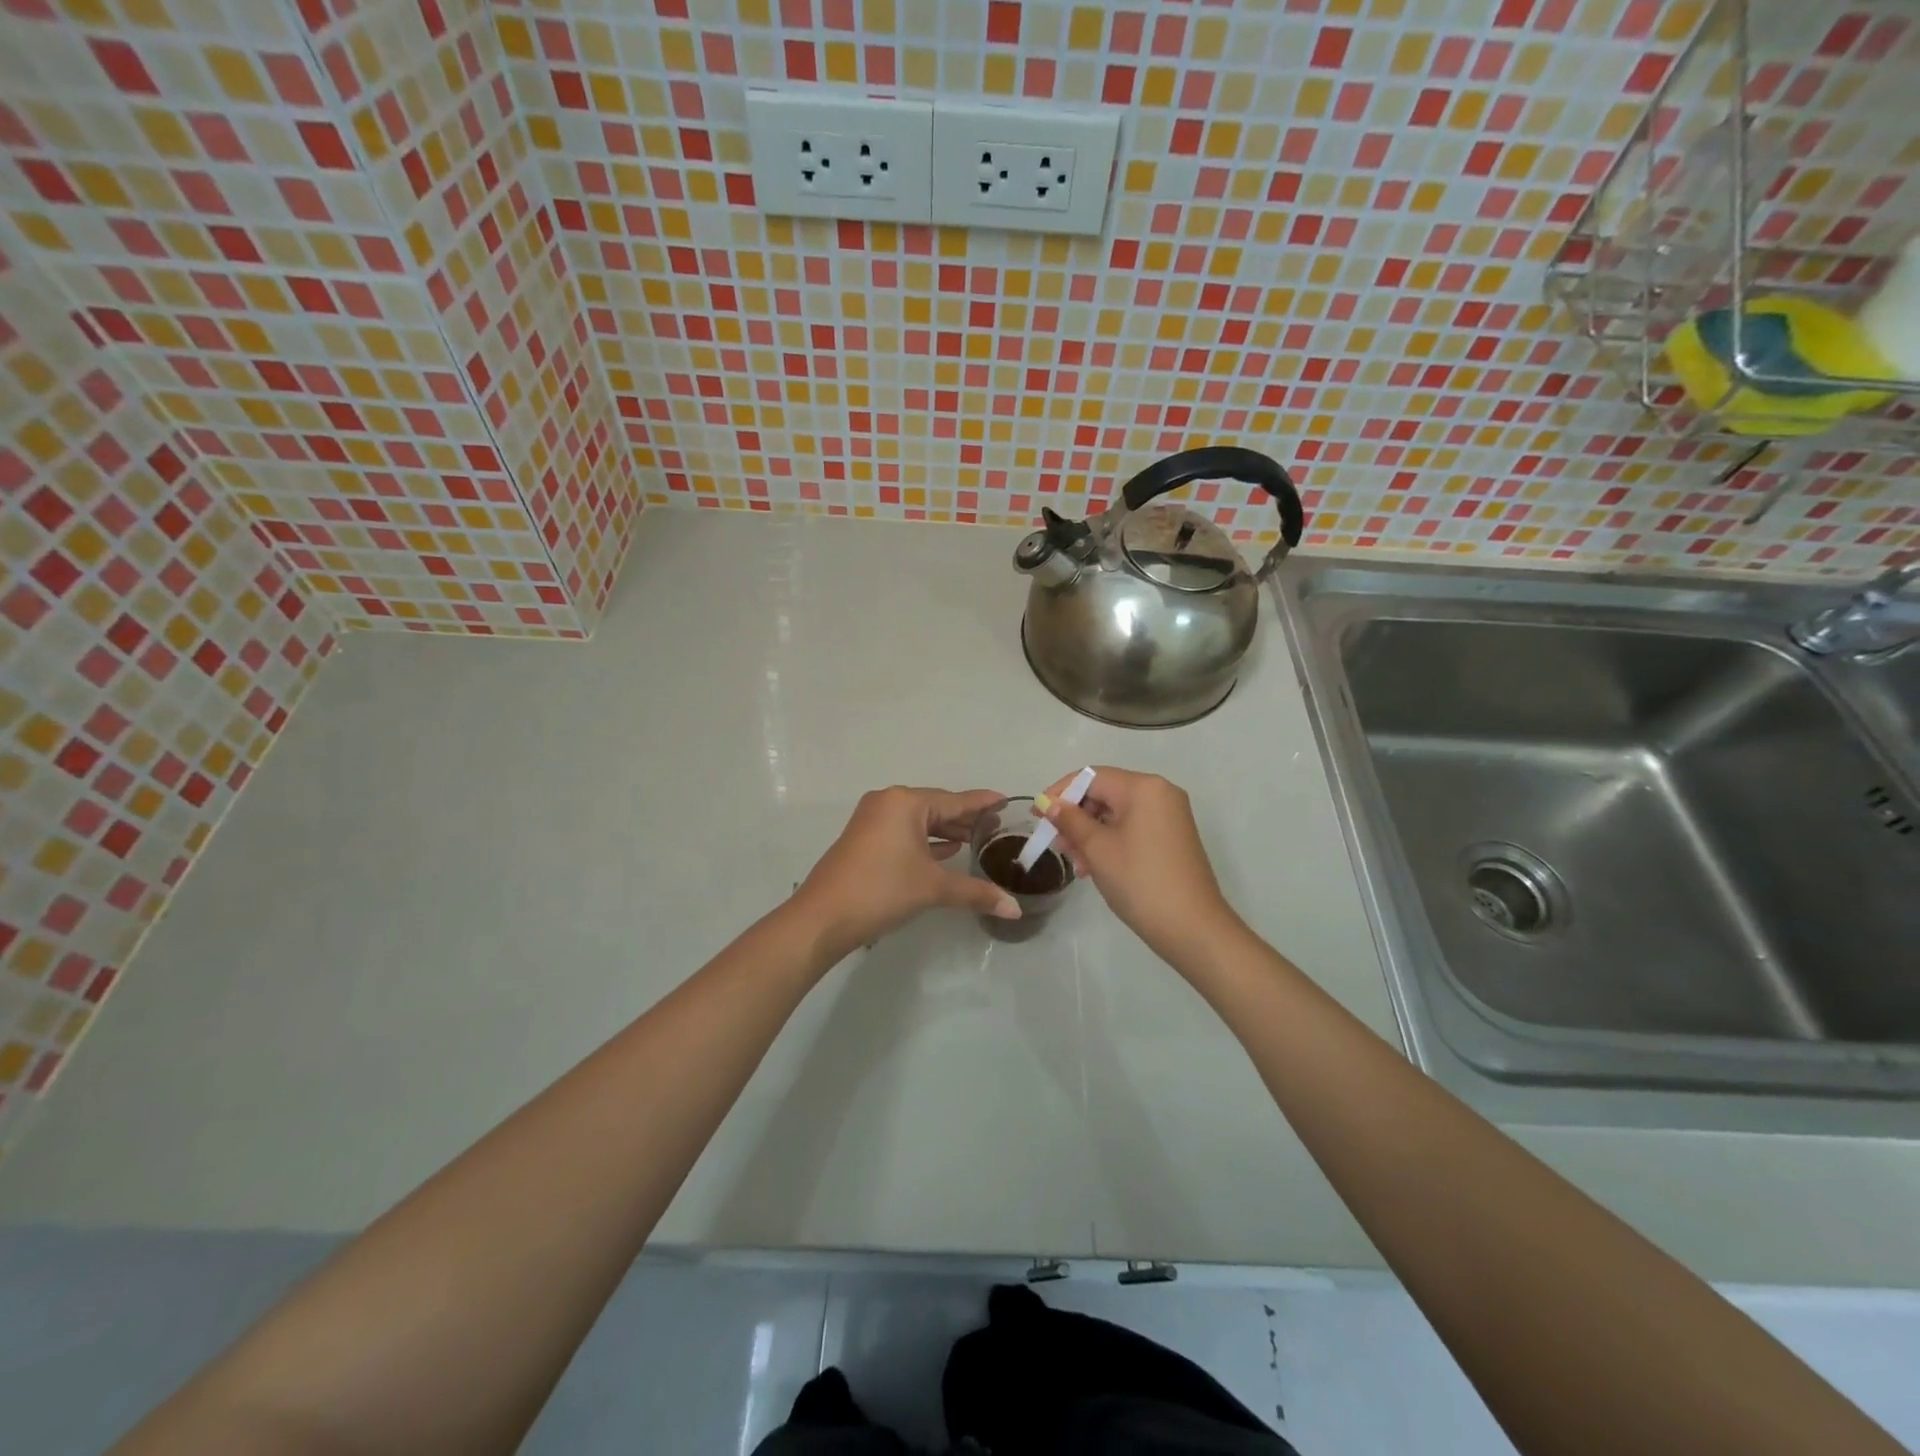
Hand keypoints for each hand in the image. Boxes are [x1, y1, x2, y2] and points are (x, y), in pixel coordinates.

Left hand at [793, 786, 1021, 960]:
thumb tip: (1015, 910)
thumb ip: (976, 893)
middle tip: (997, 827)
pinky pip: (903, 831)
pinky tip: (945, 851)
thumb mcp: (933, 888)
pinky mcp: (863, 839)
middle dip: (965, 818)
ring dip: (945, 831)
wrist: (822, 918)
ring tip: (975, 841)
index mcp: (906, 803)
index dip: (983, 803)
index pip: (955, 800)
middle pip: (937, 807)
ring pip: (919, 821)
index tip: (1007, 800)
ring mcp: (872, 820)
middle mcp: (888, 802)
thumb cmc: (882, 890)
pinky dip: (925, 840)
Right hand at [1038, 767, 1239, 963]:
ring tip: (1074, 862)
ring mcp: (1169, 816)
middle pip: (1104, 794)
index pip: (1091, 777)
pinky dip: (1109, 842)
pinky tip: (1093, 867)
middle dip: (1075, 817)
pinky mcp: (1172, 838)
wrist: (1192, 928)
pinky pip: (1132, 828)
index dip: (1060, 793)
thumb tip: (1050, 803)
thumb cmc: (1140, 881)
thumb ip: (1070, 820)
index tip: (1036, 815)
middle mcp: (1160, 793)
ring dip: (1089, 833)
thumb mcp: (1097, 848)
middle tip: (1054, 843)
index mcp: (1143, 787)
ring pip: (1116, 814)